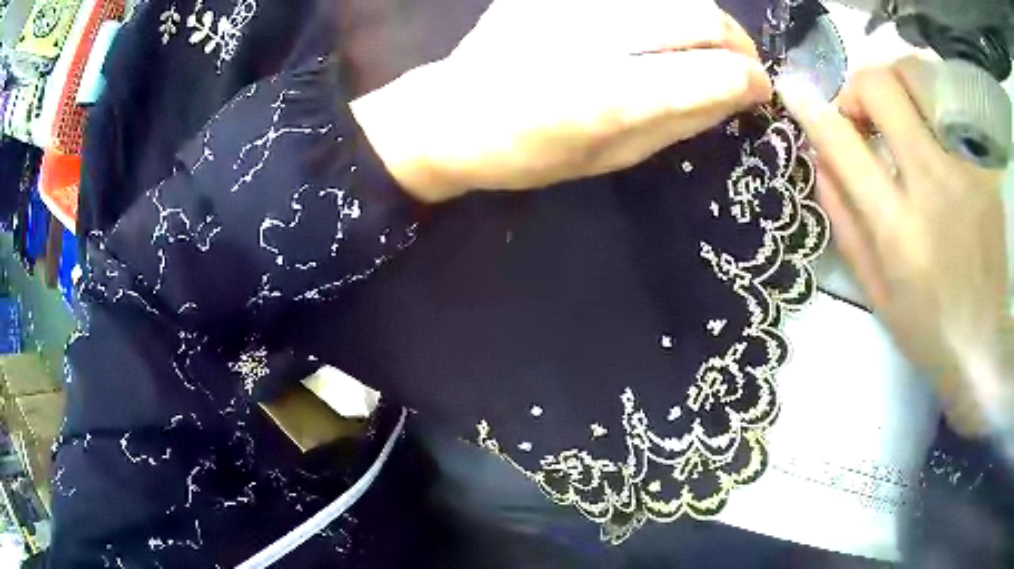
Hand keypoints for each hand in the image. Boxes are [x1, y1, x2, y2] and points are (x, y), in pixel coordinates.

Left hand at [350, 0, 771, 201]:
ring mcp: (569, 3)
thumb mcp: (614, 157)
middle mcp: (593, 36)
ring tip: (703, 47)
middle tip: (739, 65)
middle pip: (700, 14)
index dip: (750, 79)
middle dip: (737, 41)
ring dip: (704, 21)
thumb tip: (741, 94)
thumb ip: (682, 121)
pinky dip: (662, 10)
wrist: (452, 114)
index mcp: (608, 97)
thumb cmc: (533, 152)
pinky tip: (657, 32)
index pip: (713, 71)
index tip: (759, 90)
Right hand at [777, 61, 1012, 436]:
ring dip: (899, 84)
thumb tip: (819, 161)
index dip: (812, 109)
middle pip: (882, 87)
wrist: (989, 351)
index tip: (795, 91)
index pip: (843, 145)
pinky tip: (941, 133)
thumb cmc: (932, 330)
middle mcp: (933, 188)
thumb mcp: (879, 295)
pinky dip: (937, 106)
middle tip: (866, 113)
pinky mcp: (988, 168)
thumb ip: (847, 224)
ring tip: (905, 114)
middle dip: (861, 87)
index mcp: (898, 232)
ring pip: (921, 79)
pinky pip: (955, 107)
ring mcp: (967, 172)